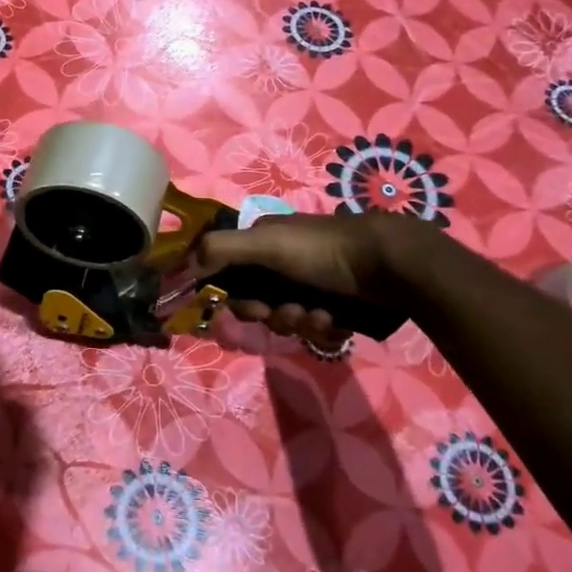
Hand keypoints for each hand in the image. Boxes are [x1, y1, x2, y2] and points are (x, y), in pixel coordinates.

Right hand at [194, 211, 408, 339]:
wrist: (390, 266)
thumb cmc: (322, 250)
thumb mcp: (266, 243)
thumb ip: (220, 250)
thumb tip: (180, 269)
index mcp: (263, 242)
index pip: (229, 274)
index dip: (232, 295)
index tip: (243, 306)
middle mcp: (283, 263)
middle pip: (257, 303)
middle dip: (270, 313)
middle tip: (287, 310)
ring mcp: (310, 285)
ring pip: (285, 319)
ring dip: (298, 322)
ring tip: (319, 314)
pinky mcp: (335, 307)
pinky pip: (314, 329)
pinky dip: (322, 327)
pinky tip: (336, 320)